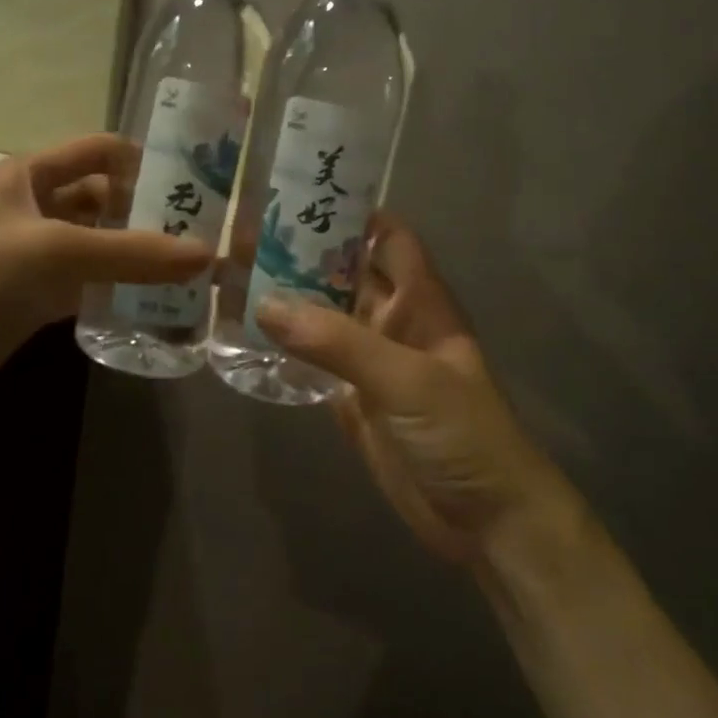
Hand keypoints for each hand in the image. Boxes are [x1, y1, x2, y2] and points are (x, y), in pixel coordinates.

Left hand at [0, 135, 210, 408]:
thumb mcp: (51, 252)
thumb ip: (130, 253)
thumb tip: (208, 255)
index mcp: (29, 175)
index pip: (99, 151)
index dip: (146, 159)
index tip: (199, 183)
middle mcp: (35, 207)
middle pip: (105, 200)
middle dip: (151, 214)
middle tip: (207, 236)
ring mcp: (34, 255)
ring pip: (99, 246)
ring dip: (139, 257)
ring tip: (195, 273)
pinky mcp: (33, 298)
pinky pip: (88, 286)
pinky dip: (119, 292)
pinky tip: (158, 306)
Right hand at [255, 215, 577, 568]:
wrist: (485, 523)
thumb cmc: (462, 434)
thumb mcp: (406, 379)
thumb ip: (338, 342)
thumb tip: (266, 303)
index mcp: (419, 300)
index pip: (387, 237)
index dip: (351, 214)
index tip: (297, 194)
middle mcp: (392, 321)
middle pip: (344, 273)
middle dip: (302, 254)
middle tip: (241, 236)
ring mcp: (370, 362)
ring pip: (323, 316)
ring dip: (287, 299)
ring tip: (231, 277)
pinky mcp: (351, 399)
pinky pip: (312, 361)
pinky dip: (284, 347)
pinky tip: (244, 335)